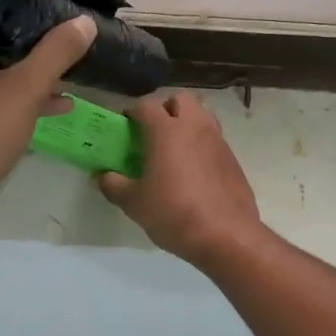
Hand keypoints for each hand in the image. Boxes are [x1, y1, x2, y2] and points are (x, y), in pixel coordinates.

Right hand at [96, 94, 263, 266]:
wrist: (226, 236)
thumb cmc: (173, 212)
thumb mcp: (134, 203)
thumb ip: (113, 185)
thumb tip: (102, 176)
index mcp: (167, 130)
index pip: (146, 105)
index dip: (132, 112)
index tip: (124, 126)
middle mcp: (195, 127)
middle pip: (181, 99)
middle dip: (165, 108)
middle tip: (153, 132)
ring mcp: (218, 141)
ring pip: (202, 116)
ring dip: (187, 123)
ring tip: (174, 149)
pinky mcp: (233, 159)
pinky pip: (214, 140)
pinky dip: (202, 145)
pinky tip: (194, 171)